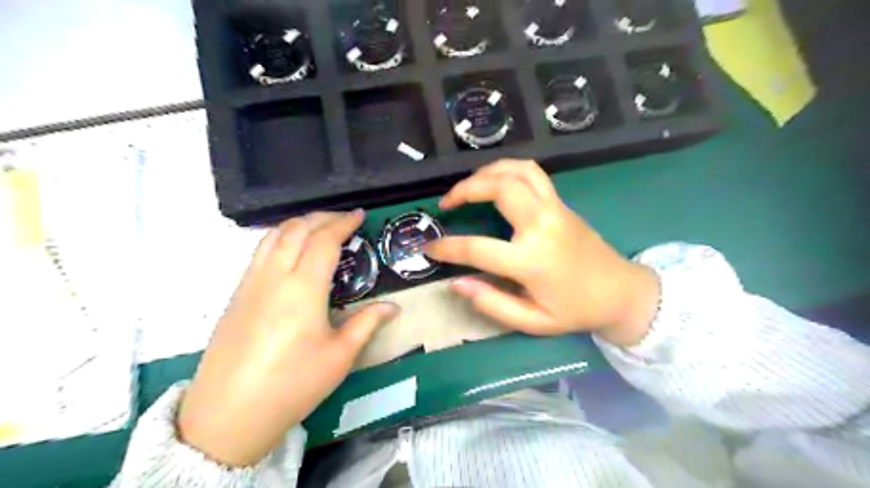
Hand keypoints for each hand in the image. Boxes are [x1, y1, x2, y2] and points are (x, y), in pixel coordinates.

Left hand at [177, 210, 399, 468]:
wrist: (228, 415)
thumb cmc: (292, 385)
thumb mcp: (339, 356)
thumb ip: (367, 323)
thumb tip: (393, 306)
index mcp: (302, 288)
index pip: (324, 241)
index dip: (343, 223)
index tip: (359, 215)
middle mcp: (273, 276)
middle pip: (296, 229)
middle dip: (322, 217)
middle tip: (343, 219)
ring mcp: (250, 283)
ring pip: (273, 236)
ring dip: (298, 223)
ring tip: (318, 227)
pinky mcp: (236, 295)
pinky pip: (259, 251)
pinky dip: (280, 238)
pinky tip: (291, 252)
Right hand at [424, 159, 659, 346]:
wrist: (621, 292)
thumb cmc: (575, 310)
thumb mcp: (532, 321)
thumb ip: (492, 303)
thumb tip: (455, 282)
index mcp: (532, 260)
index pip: (477, 248)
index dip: (447, 247)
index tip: (428, 248)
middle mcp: (542, 225)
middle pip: (499, 188)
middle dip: (466, 189)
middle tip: (446, 203)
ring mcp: (554, 208)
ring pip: (517, 171)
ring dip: (486, 172)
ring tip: (467, 187)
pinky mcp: (561, 202)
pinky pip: (532, 173)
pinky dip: (507, 169)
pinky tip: (494, 181)